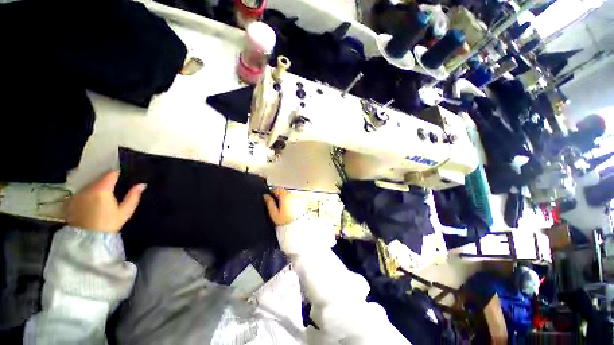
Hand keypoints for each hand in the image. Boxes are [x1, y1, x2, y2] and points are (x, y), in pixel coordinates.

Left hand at [65, 171, 146, 233]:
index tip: (124, 175)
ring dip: (97, 187)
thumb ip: (133, 196)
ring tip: (104, 195)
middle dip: (107, 181)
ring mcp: (77, 194)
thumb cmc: (109, 224)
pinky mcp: (71, 201)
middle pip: (99, 179)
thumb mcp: (125, 212)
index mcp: (102, 189)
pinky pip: (82, 192)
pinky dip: (88, 193)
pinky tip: (93, 201)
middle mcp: (87, 188)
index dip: (118, 173)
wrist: (86, 240)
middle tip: (115, 187)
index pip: (111, 174)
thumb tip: (142, 184)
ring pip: (90, 185)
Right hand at [263, 188, 306, 225]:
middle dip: (278, 195)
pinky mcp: (302, 202)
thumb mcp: (274, 213)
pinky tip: (288, 209)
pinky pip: (294, 199)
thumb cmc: (286, 222)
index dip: (271, 192)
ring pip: (289, 195)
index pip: (277, 189)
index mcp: (285, 196)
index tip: (268, 196)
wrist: (299, 228)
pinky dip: (290, 202)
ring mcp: (298, 198)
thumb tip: (265, 196)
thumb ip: (269, 203)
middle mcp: (293, 195)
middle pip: (283, 191)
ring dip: (285, 198)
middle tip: (274, 202)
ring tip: (281, 207)